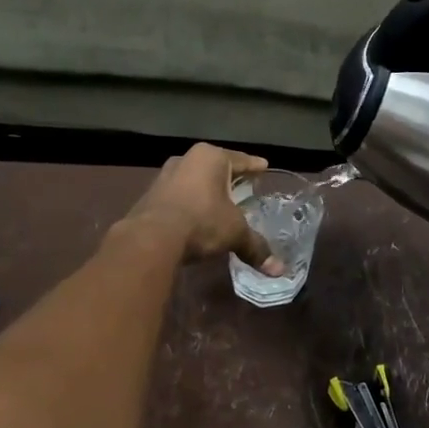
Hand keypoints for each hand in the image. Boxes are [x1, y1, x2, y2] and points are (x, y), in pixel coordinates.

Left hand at [121, 143, 285, 273]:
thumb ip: (255, 246)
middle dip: (228, 176)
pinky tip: (194, 213)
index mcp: (211, 157)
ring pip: (193, 178)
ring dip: (205, 188)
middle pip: (214, 166)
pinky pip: (177, 194)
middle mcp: (186, 159)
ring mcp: (164, 175)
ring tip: (218, 199)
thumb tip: (279, 270)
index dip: (254, 165)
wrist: (151, 238)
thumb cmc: (201, 221)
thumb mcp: (234, 232)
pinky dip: (188, 201)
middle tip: (242, 183)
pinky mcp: (149, 194)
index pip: (239, 159)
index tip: (263, 165)